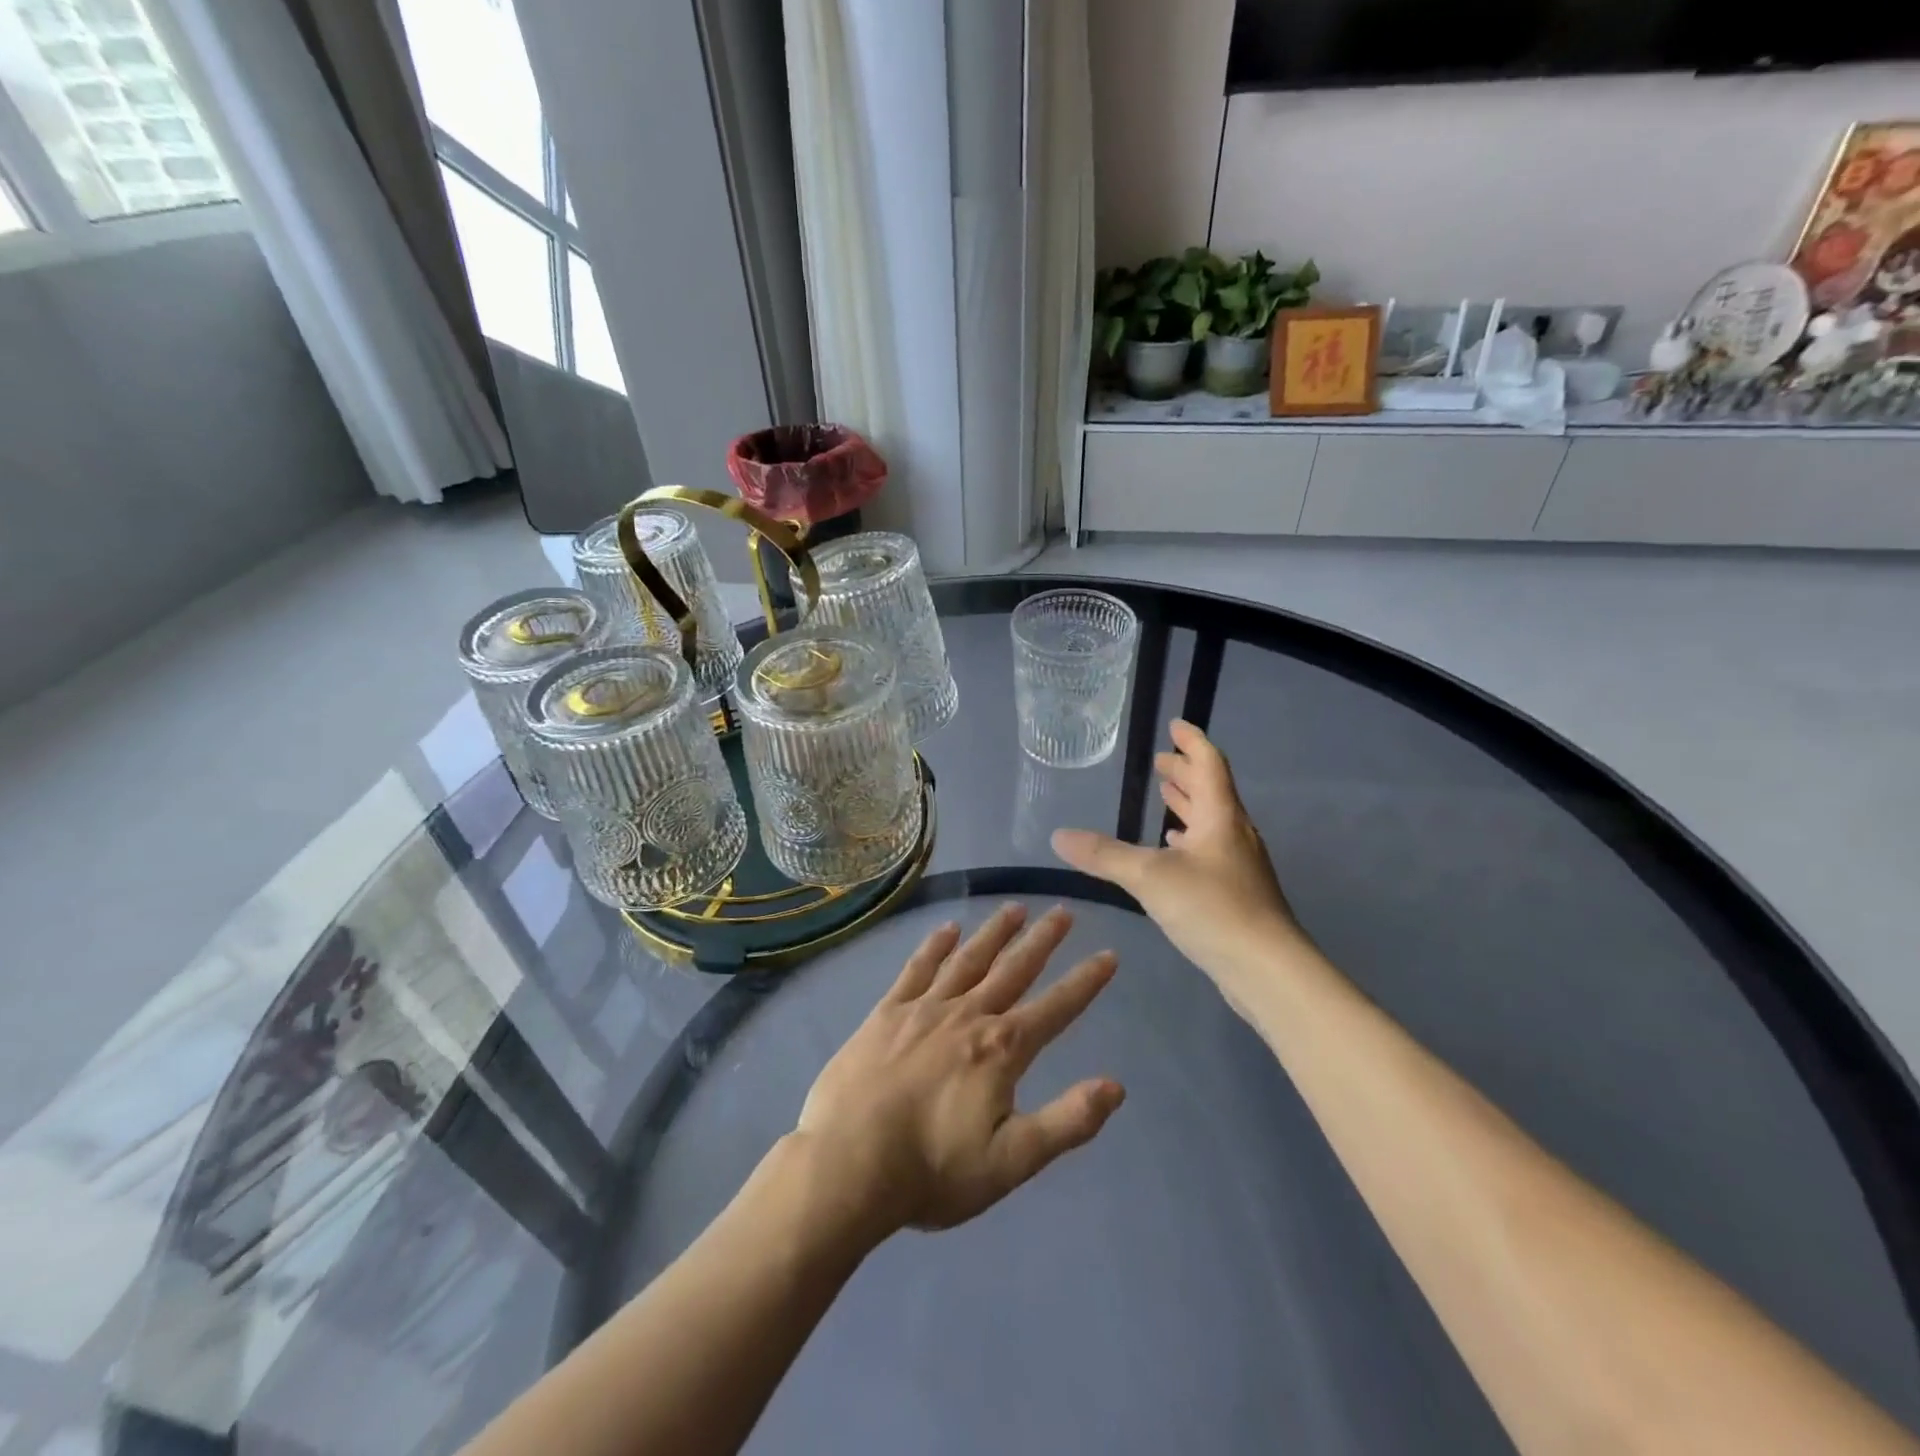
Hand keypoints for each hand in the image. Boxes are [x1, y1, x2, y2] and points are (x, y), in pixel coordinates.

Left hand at [794, 904, 1123, 1237]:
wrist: (847, 1164)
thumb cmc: (932, 1170)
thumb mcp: (1011, 1161)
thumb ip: (1067, 1122)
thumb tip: (1116, 1086)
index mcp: (1002, 1050)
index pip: (1056, 1008)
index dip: (1085, 982)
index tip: (1108, 955)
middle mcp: (968, 1015)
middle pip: (1013, 970)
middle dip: (1042, 940)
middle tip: (1062, 911)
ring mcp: (924, 1009)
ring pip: (968, 960)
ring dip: (994, 933)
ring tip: (1014, 908)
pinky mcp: (887, 1012)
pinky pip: (917, 969)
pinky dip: (934, 946)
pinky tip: (947, 929)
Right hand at [1052, 720, 1298, 981]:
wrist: (1267, 969)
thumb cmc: (1212, 908)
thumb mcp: (1149, 876)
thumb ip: (1103, 855)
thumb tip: (1058, 835)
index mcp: (1220, 816)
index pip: (1208, 764)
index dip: (1191, 741)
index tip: (1174, 724)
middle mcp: (1234, 834)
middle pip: (1211, 791)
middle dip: (1185, 773)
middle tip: (1160, 762)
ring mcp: (1239, 865)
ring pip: (1212, 822)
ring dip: (1188, 806)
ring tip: (1166, 796)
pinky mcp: (1238, 894)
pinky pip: (1211, 850)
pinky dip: (1190, 840)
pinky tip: (1175, 851)